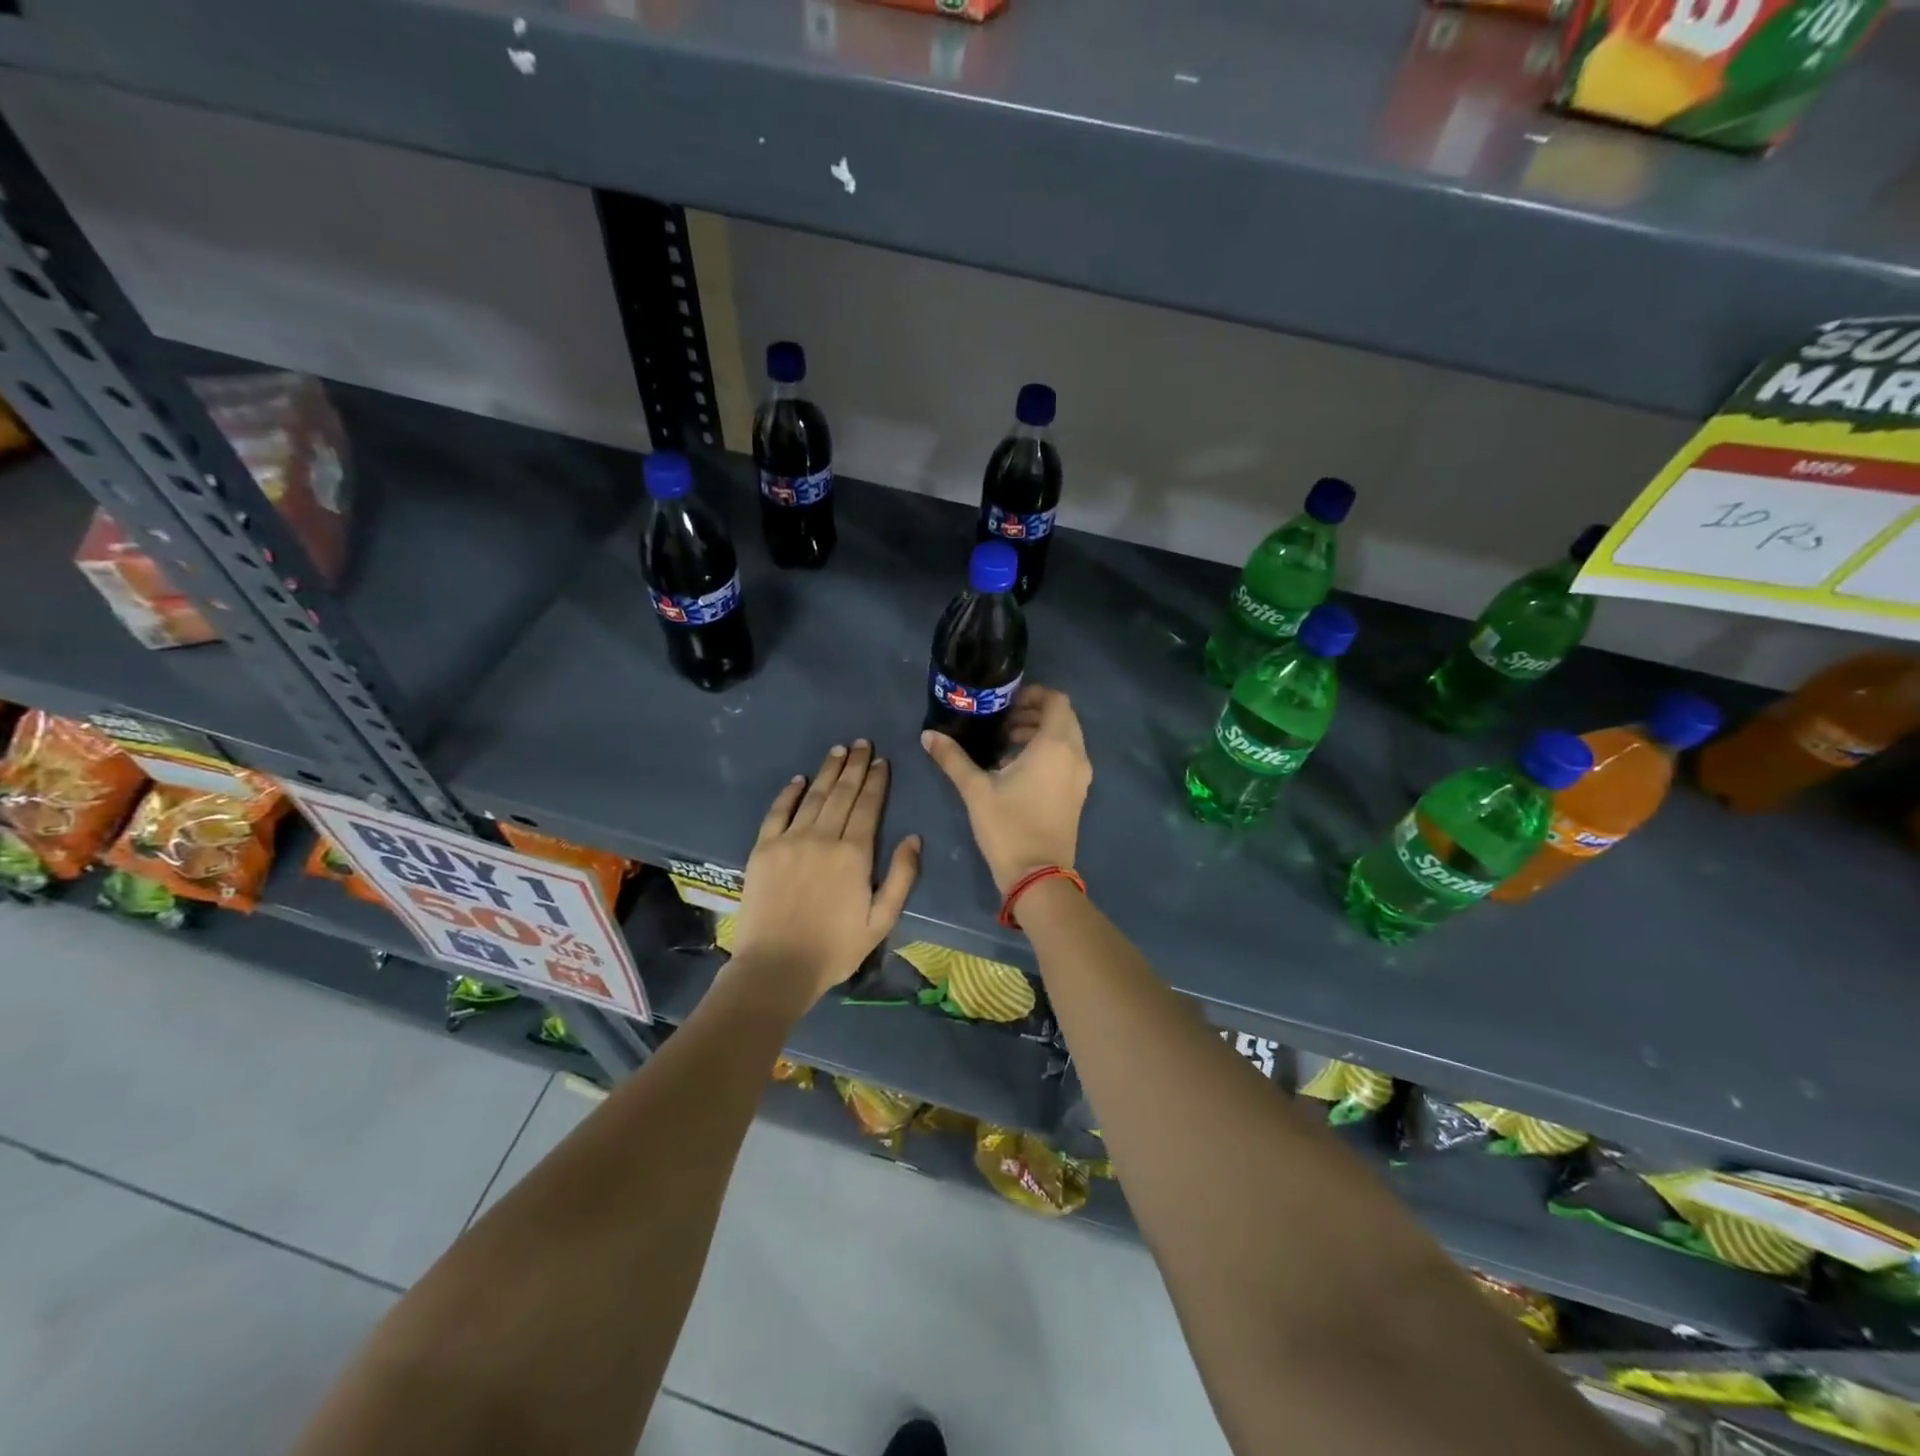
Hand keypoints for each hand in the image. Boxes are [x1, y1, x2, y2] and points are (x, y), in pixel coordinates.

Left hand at [729, 740, 921, 1005]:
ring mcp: (790, 840)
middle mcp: (823, 837)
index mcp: (855, 853)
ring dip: (828, 771)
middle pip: (842, 793)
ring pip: (814, 796)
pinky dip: (789, 793)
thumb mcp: (882, 920)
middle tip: (862, 744)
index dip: (877, 781)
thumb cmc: (835, 949)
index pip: (869, 806)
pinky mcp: (763, 849)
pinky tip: (799, 779)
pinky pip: (778, 812)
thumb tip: (914, 838)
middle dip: (855, 766)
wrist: (776, 967)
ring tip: (839, 751)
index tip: (882, 761)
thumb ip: (902, 877)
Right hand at [921, 685, 1091, 893]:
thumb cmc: (1008, 826)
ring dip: (1039, 734)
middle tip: (1000, 723)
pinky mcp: (1077, 794)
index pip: (1057, 700)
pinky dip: (1047, 753)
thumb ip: (953, 758)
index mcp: (1056, 745)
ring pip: (1066, 740)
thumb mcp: (975, 789)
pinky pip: (1067, 759)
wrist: (1038, 876)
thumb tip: (928, 735)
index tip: (1005, 704)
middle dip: (1033, 714)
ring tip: (1003, 746)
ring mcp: (1080, 776)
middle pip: (1062, 718)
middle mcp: (1075, 755)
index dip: (1033, 695)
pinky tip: (1016, 769)